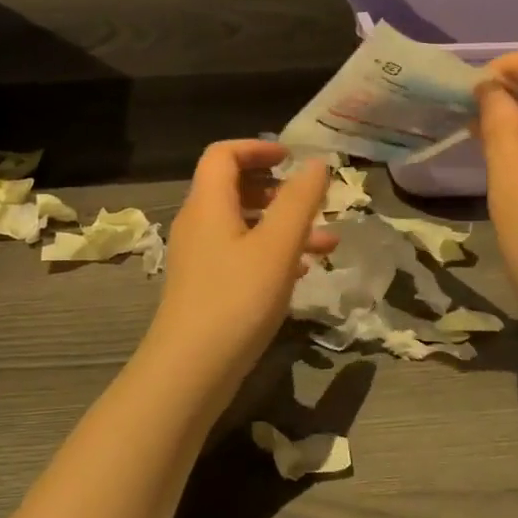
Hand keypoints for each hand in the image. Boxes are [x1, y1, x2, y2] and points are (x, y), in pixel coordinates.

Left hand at [147, 140, 334, 400]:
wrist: (191, 370)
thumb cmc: (237, 299)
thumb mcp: (277, 246)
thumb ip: (300, 201)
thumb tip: (316, 163)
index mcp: (208, 204)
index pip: (223, 154)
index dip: (257, 147)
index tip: (292, 158)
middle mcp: (198, 224)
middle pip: (233, 187)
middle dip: (276, 188)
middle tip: (310, 199)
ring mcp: (200, 258)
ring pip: (243, 225)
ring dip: (282, 225)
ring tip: (326, 242)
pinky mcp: (206, 287)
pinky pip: (241, 254)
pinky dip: (271, 253)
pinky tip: (302, 272)